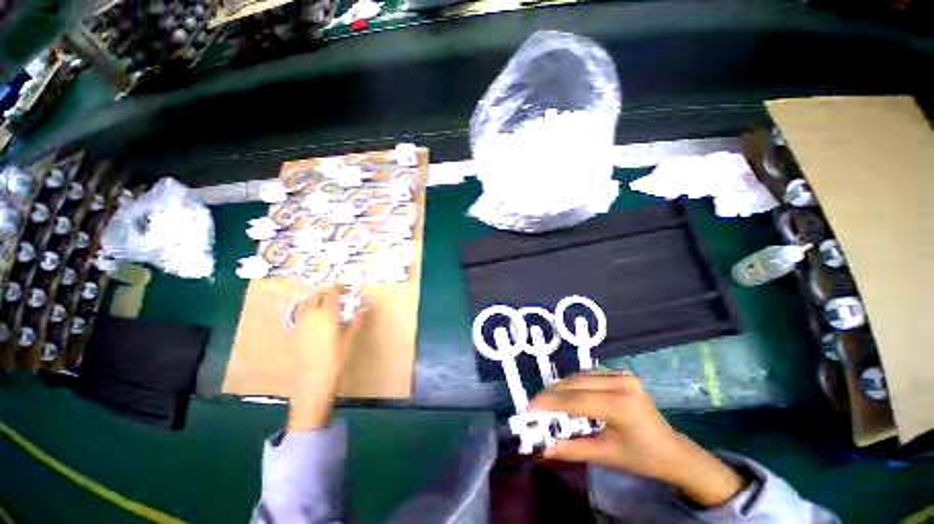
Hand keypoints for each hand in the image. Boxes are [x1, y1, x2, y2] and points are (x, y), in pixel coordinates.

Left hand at [286, 286, 364, 432]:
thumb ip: (356, 321)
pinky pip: (299, 314)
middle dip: (325, 293)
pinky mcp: (294, 332)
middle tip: (334, 296)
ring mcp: (300, 323)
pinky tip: (313, 318)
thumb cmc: (336, 357)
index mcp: (327, 314)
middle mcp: (311, 315)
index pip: (331, 294)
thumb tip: (364, 309)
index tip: (343, 287)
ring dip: (314, 300)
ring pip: (305, 304)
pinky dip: (306, 310)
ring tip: (323, 304)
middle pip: (315, 296)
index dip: (337, 288)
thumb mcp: (349, 338)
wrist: (314, 378)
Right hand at [528, 371, 746, 506]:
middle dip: (552, 394)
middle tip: (536, 405)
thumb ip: (572, 449)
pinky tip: (569, 393)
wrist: (672, 451)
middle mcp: (621, 383)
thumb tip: (543, 449)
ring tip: (549, 400)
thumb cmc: (641, 458)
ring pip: (581, 376)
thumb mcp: (605, 455)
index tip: (529, 407)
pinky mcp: (622, 374)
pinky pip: (590, 374)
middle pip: (575, 384)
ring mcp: (623, 376)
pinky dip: (575, 383)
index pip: (575, 400)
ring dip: (562, 387)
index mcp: (620, 405)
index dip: (549, 403)